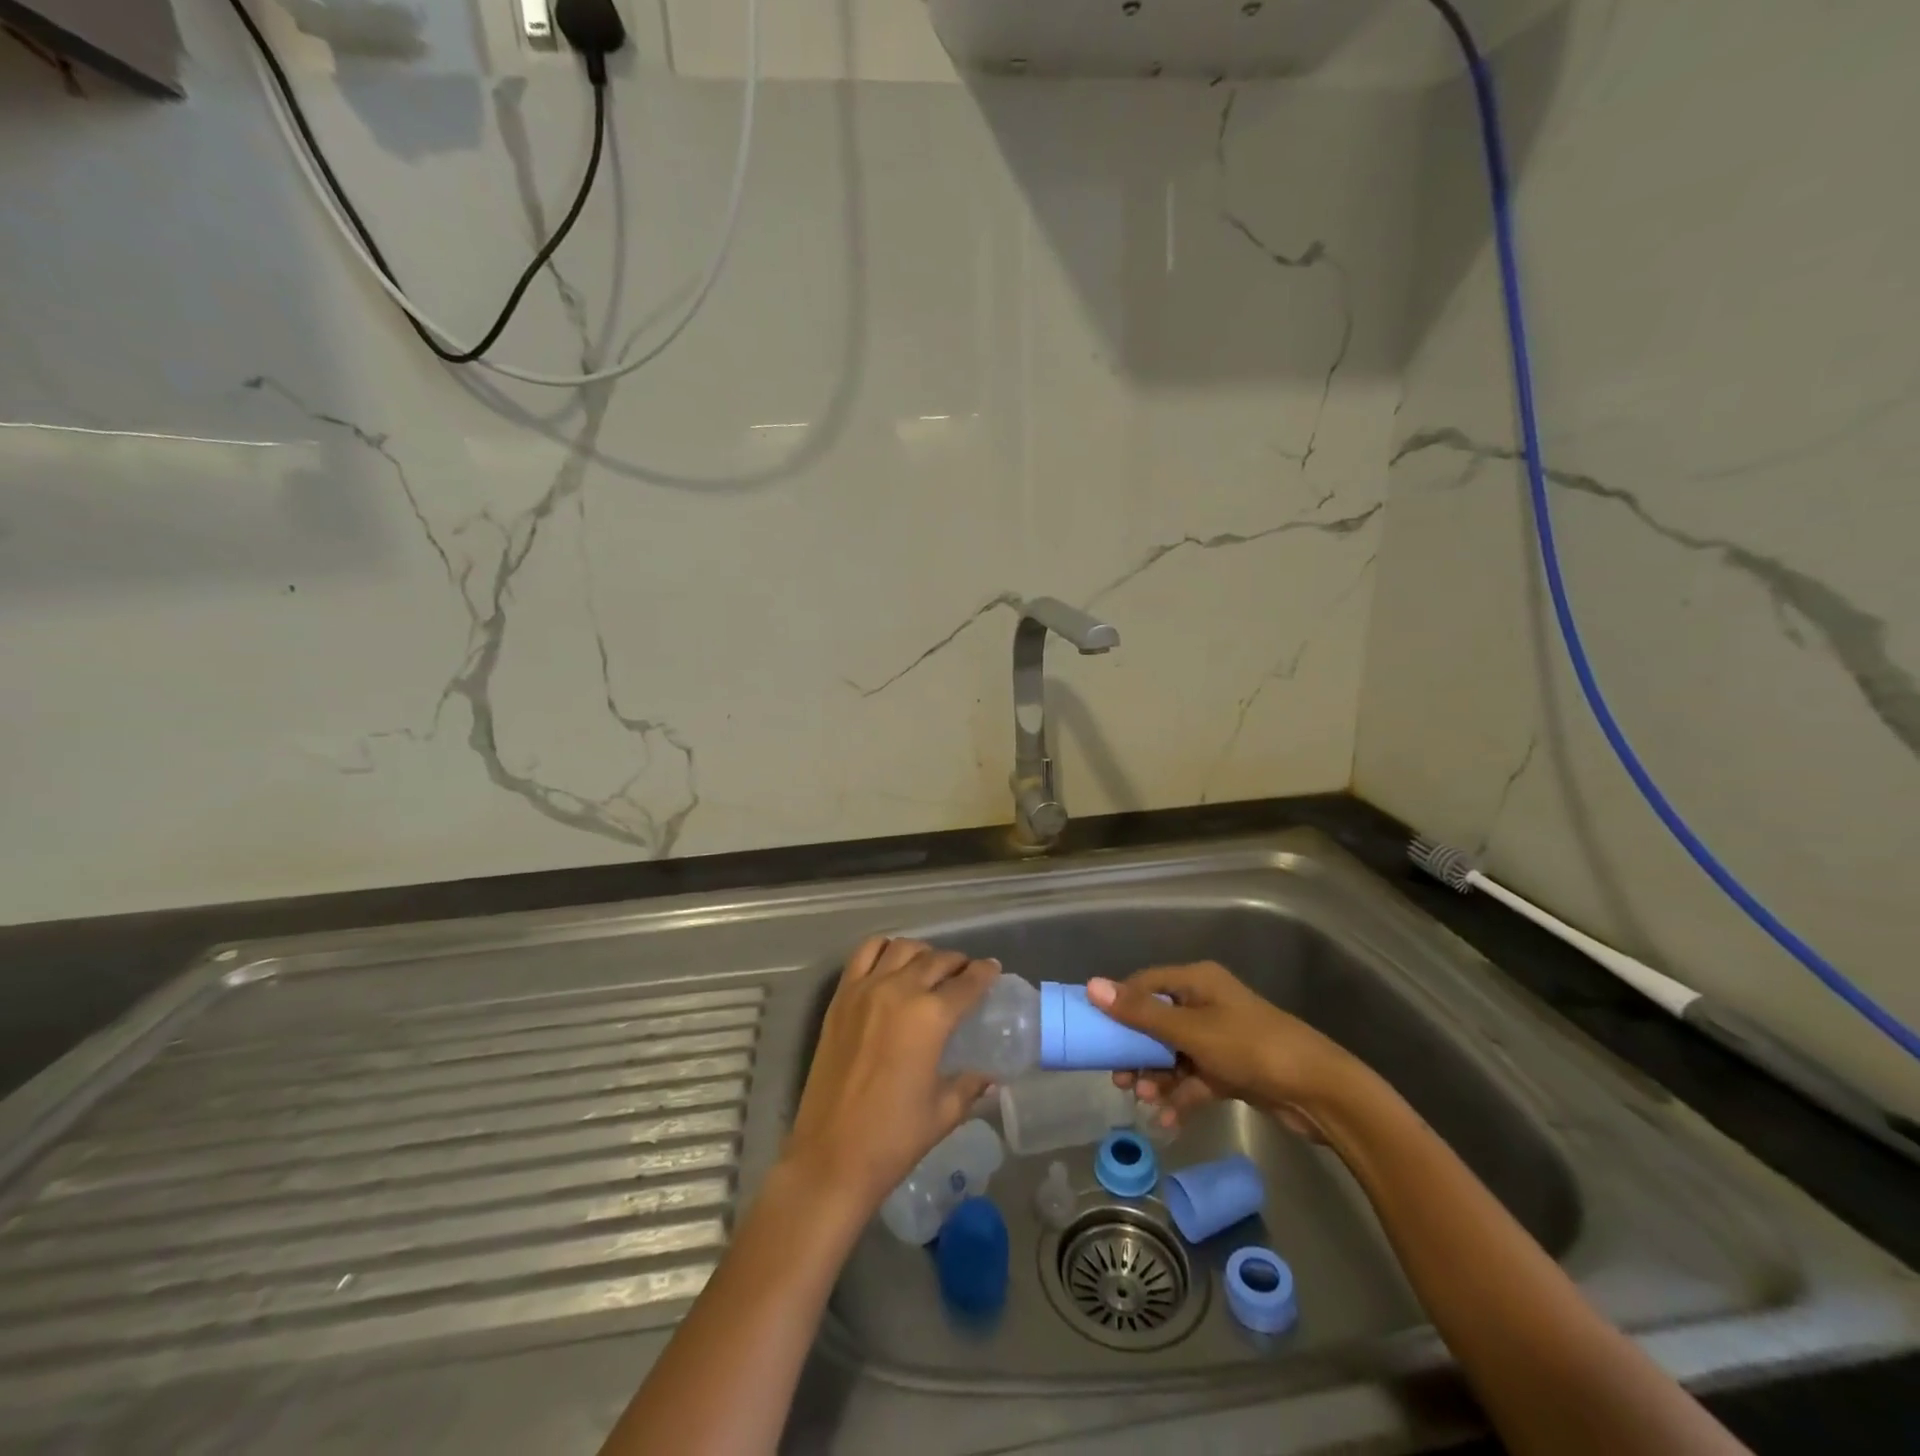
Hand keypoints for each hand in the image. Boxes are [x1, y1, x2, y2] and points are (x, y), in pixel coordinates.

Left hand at [784, 938, 997, 1215]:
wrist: (831, 1156)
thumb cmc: (894, 1138)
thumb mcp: (943, 1112)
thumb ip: (970, 1085)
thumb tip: (989, 1076)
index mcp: (931, 1017)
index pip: (967, 983)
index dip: (985, 973)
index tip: (993, 969)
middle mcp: (899, 991)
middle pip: (936, 960)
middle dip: (956, 962)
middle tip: (965, 972)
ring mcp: (865, 990)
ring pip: (901, 948)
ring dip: (922, 952)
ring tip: (929, 966)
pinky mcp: (840, 998)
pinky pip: (863, 954)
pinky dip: (883, 948)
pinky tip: (891, 962)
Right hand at [1087, 963, 1363, 1137]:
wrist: (1318, 1092)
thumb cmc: (1250, 1047)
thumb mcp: (1190, 1030)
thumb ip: (1141, 1013)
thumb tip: (1092, 985)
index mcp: (1197, 982)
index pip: (1145, 984)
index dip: (1119, 1004)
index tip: (1096, 1031)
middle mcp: (1206, 1004)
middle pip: (1157, 1022)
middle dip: (1136, 1050)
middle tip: (1118, 1077)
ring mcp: (1219, 1039)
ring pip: (1173, 1054)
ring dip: (1156, 1077)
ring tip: (1143, 1100)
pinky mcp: (1231, 1070)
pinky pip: (1195, 1079)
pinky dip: (1181, 1097)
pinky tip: (1167, 1120)